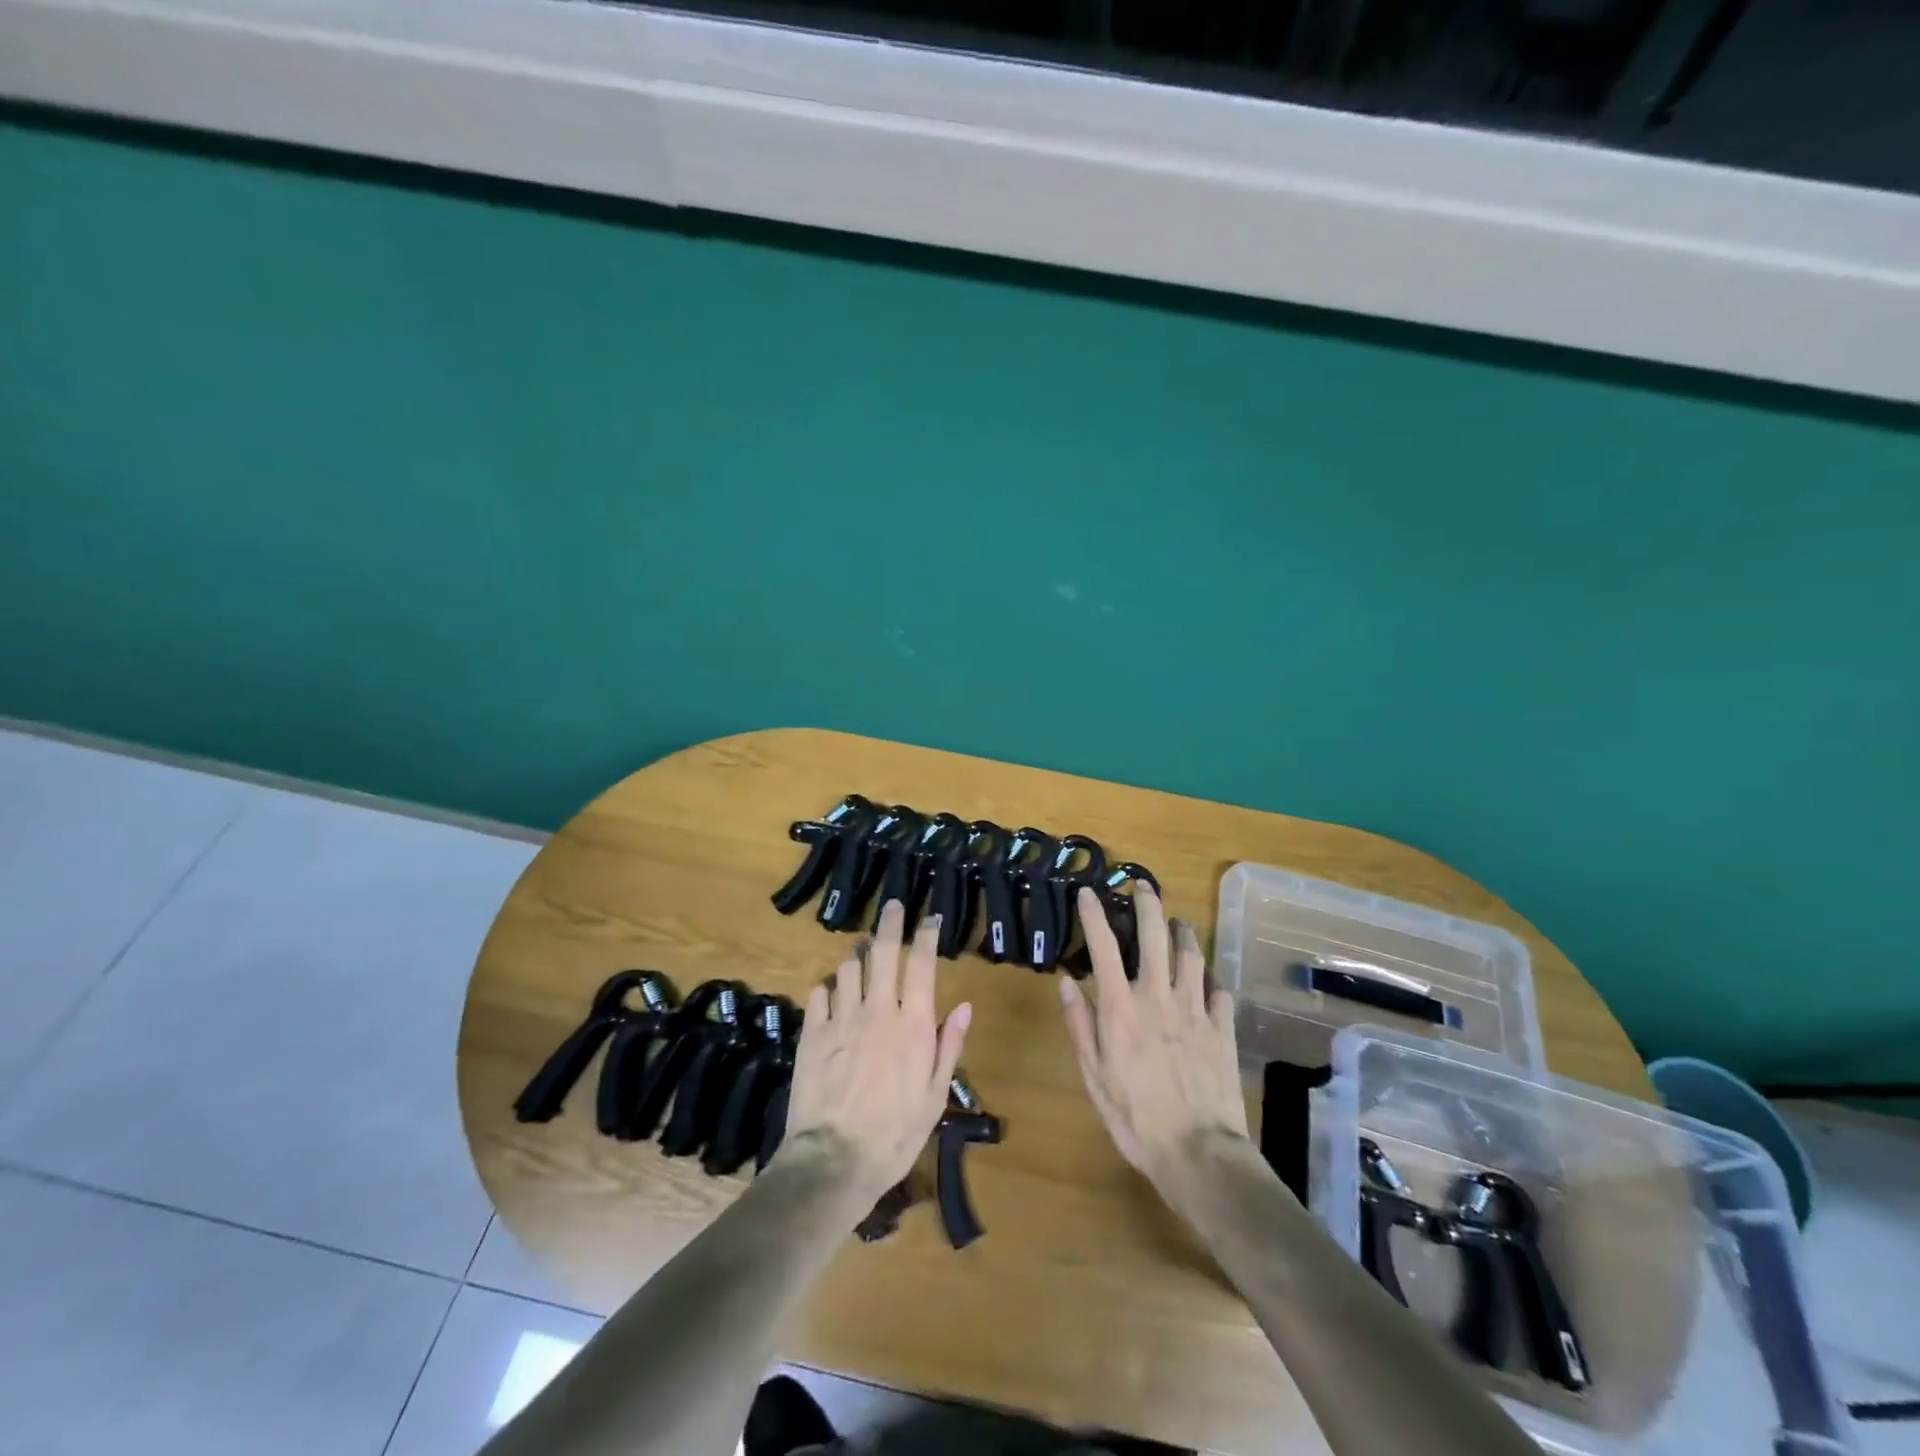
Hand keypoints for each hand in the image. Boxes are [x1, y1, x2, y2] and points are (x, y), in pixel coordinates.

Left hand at [780, 900, 971, 1208]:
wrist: (834, 1161)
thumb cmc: (895, 1134)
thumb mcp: (934, 1096)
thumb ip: (949, 1045)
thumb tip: (965, 1005)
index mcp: (913, 1024)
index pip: (922, 964)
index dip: (927, 935)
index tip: (930, 918)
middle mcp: (878, 1010)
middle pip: (883, 951)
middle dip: (890, 923)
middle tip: (892, 907)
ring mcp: (841, 1018)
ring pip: (848, 967)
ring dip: (857, 956)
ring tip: (862, 954)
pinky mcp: (812, 1032)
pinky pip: (819, 993)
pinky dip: (828, 987)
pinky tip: (832, 993)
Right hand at [1058, 886, 1248, 1193]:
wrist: (1198, 1152)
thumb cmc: (1135, 1118)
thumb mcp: (1093, 1076)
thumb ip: (1080, 1024)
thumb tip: (1066, 981)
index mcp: (1121, 1007)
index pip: (1103, 946)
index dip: (1094, 914)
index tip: (1088, 892)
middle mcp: (1158, 996)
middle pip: (1154, 935)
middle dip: (1147, 904)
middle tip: (1143, 886)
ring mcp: (1195, 1008)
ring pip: (1191, 954)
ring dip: (1183, 932)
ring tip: (1178, 923)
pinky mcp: (1222, 1027)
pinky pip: (1219, 989)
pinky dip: (1211, 977)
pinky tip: (1208, 977)